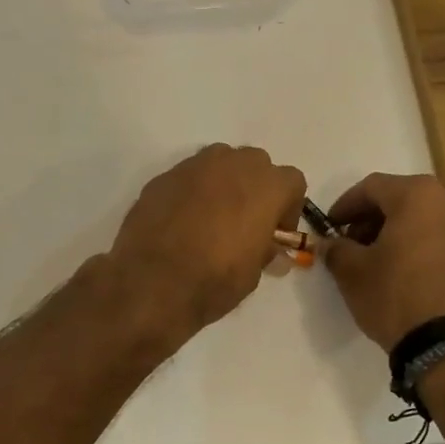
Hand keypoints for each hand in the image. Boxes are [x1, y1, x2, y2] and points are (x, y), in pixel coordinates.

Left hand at [109, 145, 305, 342]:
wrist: (152, 281)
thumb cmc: (214, 279)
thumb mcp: (253, 273)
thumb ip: (264, 250)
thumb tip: (270, 249)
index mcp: (265, 186)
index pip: (292, 181)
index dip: (288, 207)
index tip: (276, 233)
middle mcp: (232, 164)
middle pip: (255, 163)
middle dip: (256, 187)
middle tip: (246, 220)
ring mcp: (193, 166)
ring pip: (219, 162)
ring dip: (223, 183)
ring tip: (212, 217)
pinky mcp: (163, 177)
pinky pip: (187, 177)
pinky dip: (191, 192)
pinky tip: (181, 221)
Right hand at [322, 173, 444, 348]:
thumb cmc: (396, 296)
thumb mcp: (352, 272)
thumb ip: (336, 249)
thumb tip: (331, 244)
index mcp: (418, 194)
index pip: (372, 187)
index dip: (346, 205)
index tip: (331, 226)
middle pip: (406, 199)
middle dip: (377, 218)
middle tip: (356, 244)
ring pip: (432, 218)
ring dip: (406, 231)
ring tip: (387, 260)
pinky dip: (430, 246)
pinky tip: (416, 272)